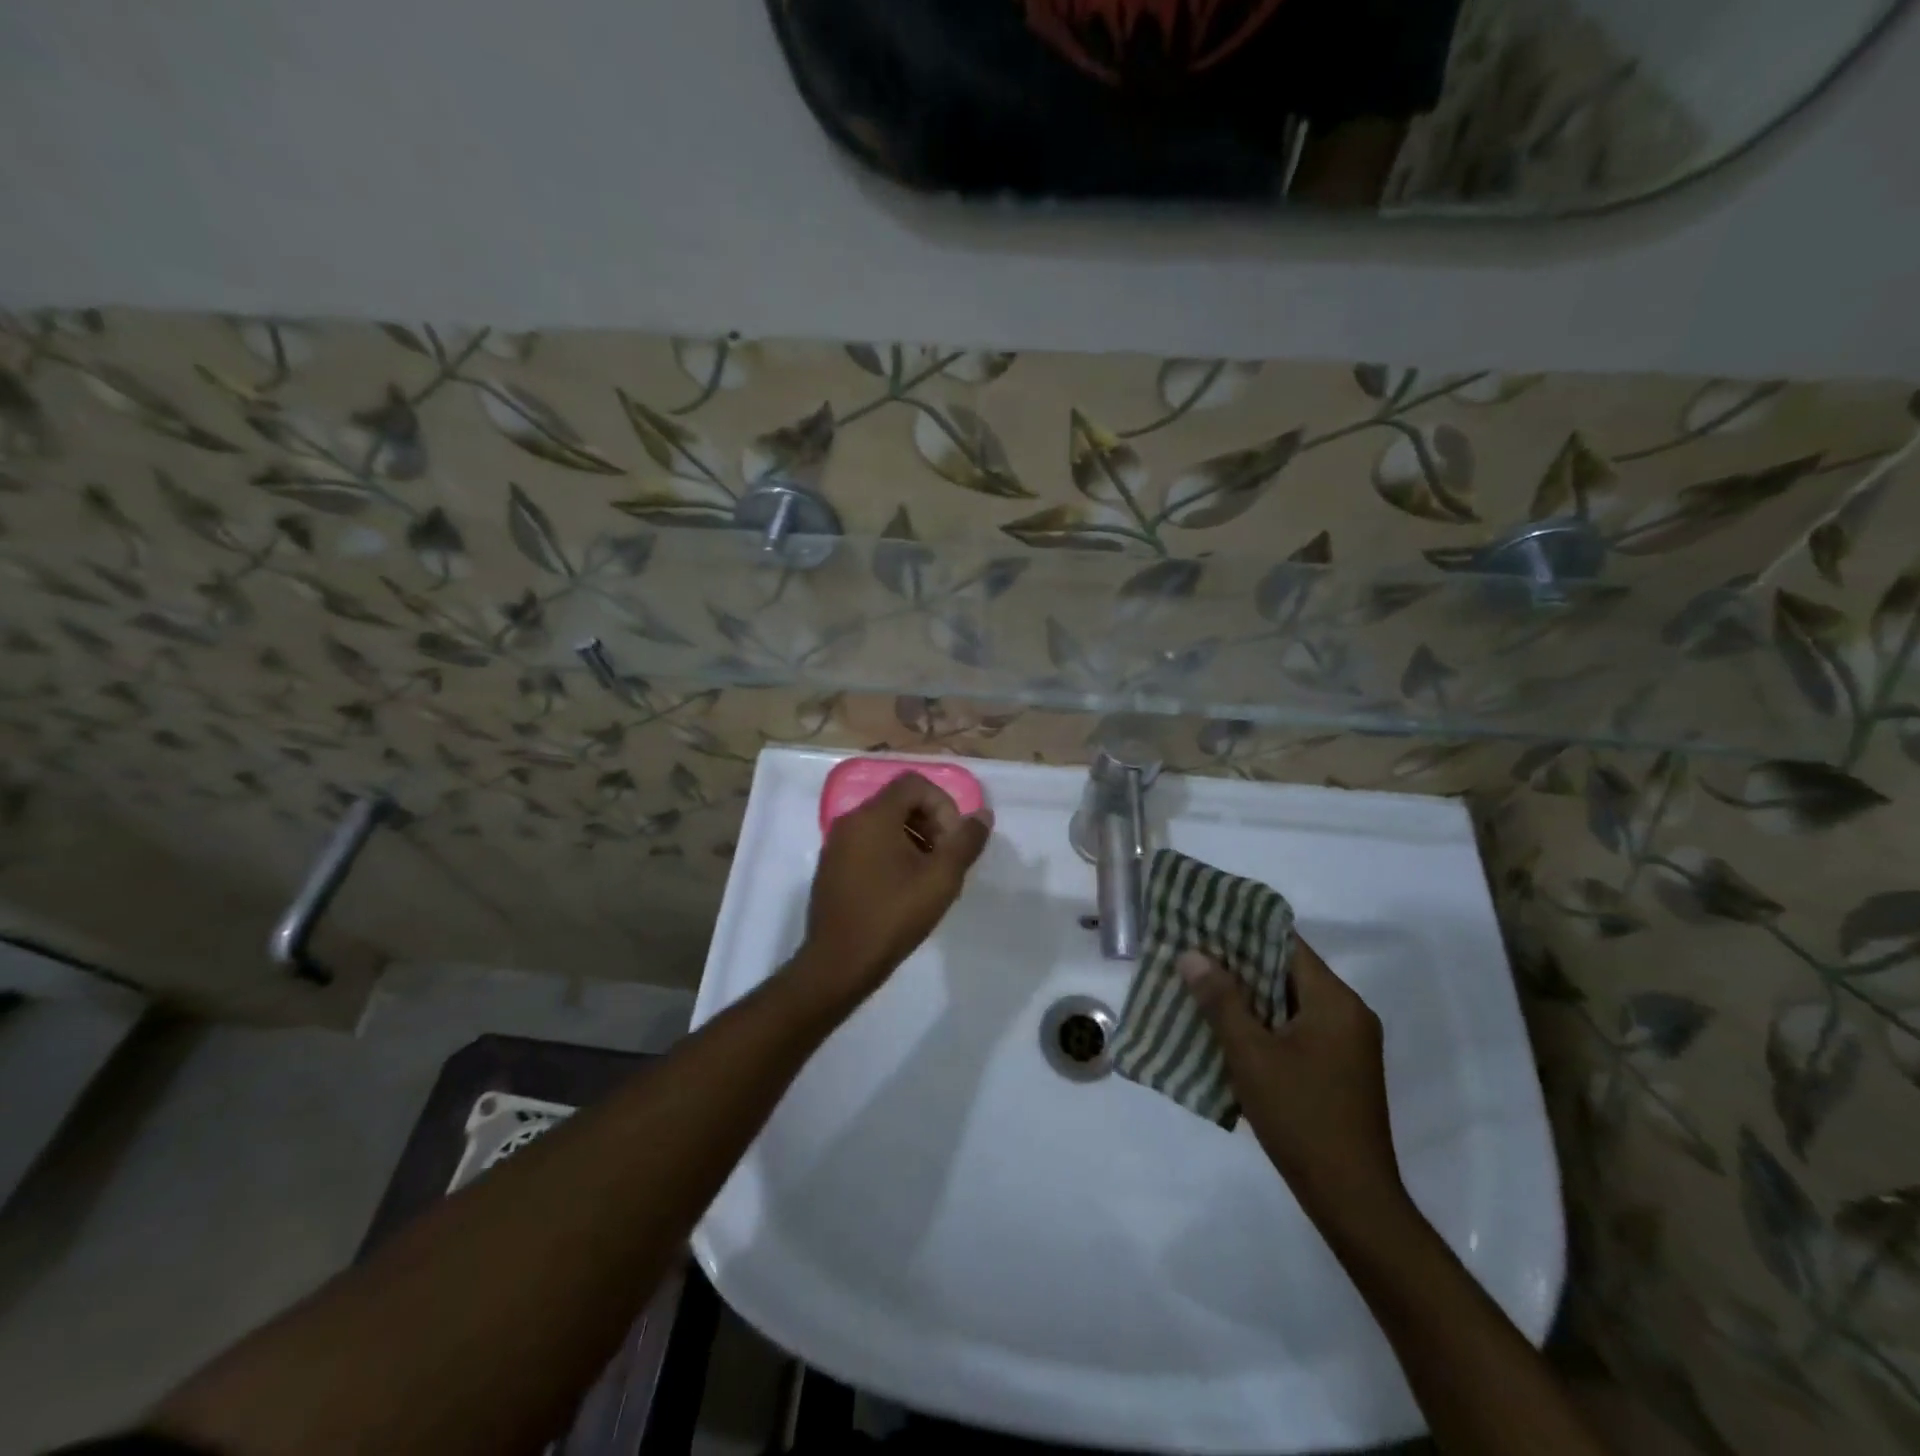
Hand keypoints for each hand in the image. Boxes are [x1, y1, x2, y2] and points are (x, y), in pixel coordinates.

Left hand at [793, 771, 992, 1007]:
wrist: (839, 964)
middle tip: (946, 860)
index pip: (914, 784)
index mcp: (873, 816)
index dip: (943, 805)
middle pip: (899, 802)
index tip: (953, 841)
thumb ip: (966, 841)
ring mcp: (836, 845)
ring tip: (930, 878)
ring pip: (884, 825)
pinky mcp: (831, 868)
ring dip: (914, 840)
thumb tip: (983, 814)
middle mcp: (850, 821)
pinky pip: (868, 845)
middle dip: (931, 823)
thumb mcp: (941, 878)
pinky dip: (892, 854)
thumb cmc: (893, 915)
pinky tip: (904, 890)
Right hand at [1181, 940, 1407, 1235]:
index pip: (1287, 944)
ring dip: (1248, 996)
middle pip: (1287, 972)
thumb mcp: (1251, 1054)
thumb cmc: (1301, 1117)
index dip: (1244, 930)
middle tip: (1192, 954)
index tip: (1205, 921)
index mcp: (1335, 1002)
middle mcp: (1348, 1015)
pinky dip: (1263, 1024)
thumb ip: (1221, 1000)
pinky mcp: (1339, 1070)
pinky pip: (1296, 1029)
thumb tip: (1192, 955)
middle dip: (1239, 964)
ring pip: (1288, 1003)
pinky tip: (1226, 1030)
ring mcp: (1346, 1045)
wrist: (1352, 1200)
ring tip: (1199, 986)